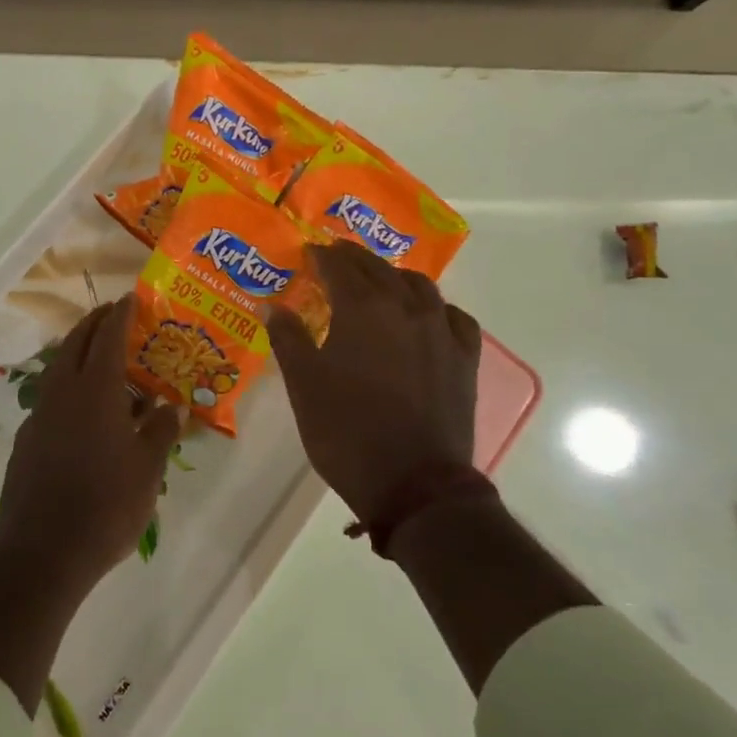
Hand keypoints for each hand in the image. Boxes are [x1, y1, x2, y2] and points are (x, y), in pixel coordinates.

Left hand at [0, 296, 182, 596]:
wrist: (42, 554)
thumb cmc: (105, 506)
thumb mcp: (147, 470)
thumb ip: (161, 431)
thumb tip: (173, 407)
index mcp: (95, 391)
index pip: (108, 337)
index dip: (120, 315)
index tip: (130, 298)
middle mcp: (62, 393)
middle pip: (76, 343)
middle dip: (95, 324)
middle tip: (114, 314)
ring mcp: (39, 416)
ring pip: (59, 369)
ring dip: (80, 353)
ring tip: (104, 359)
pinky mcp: (27, 440)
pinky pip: (51, 397)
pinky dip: (70, 386)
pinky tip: (86, 411)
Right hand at [267, 240, 481, 528]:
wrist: (414, 483)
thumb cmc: (347, 432)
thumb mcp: (304, 386)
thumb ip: (288, 339)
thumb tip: (271, 306)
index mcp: (363, 309)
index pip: (339, 266)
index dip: (322, 256)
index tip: (309, 252)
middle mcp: (406, 308)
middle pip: (379, 269)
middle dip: (354, 260)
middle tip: (336, 258)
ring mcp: (441, 331)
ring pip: (419, 286)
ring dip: (394, 277)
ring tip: (379, 283)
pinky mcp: (465, 359)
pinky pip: (453, 317)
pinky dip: (435, 309)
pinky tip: (428, 317)